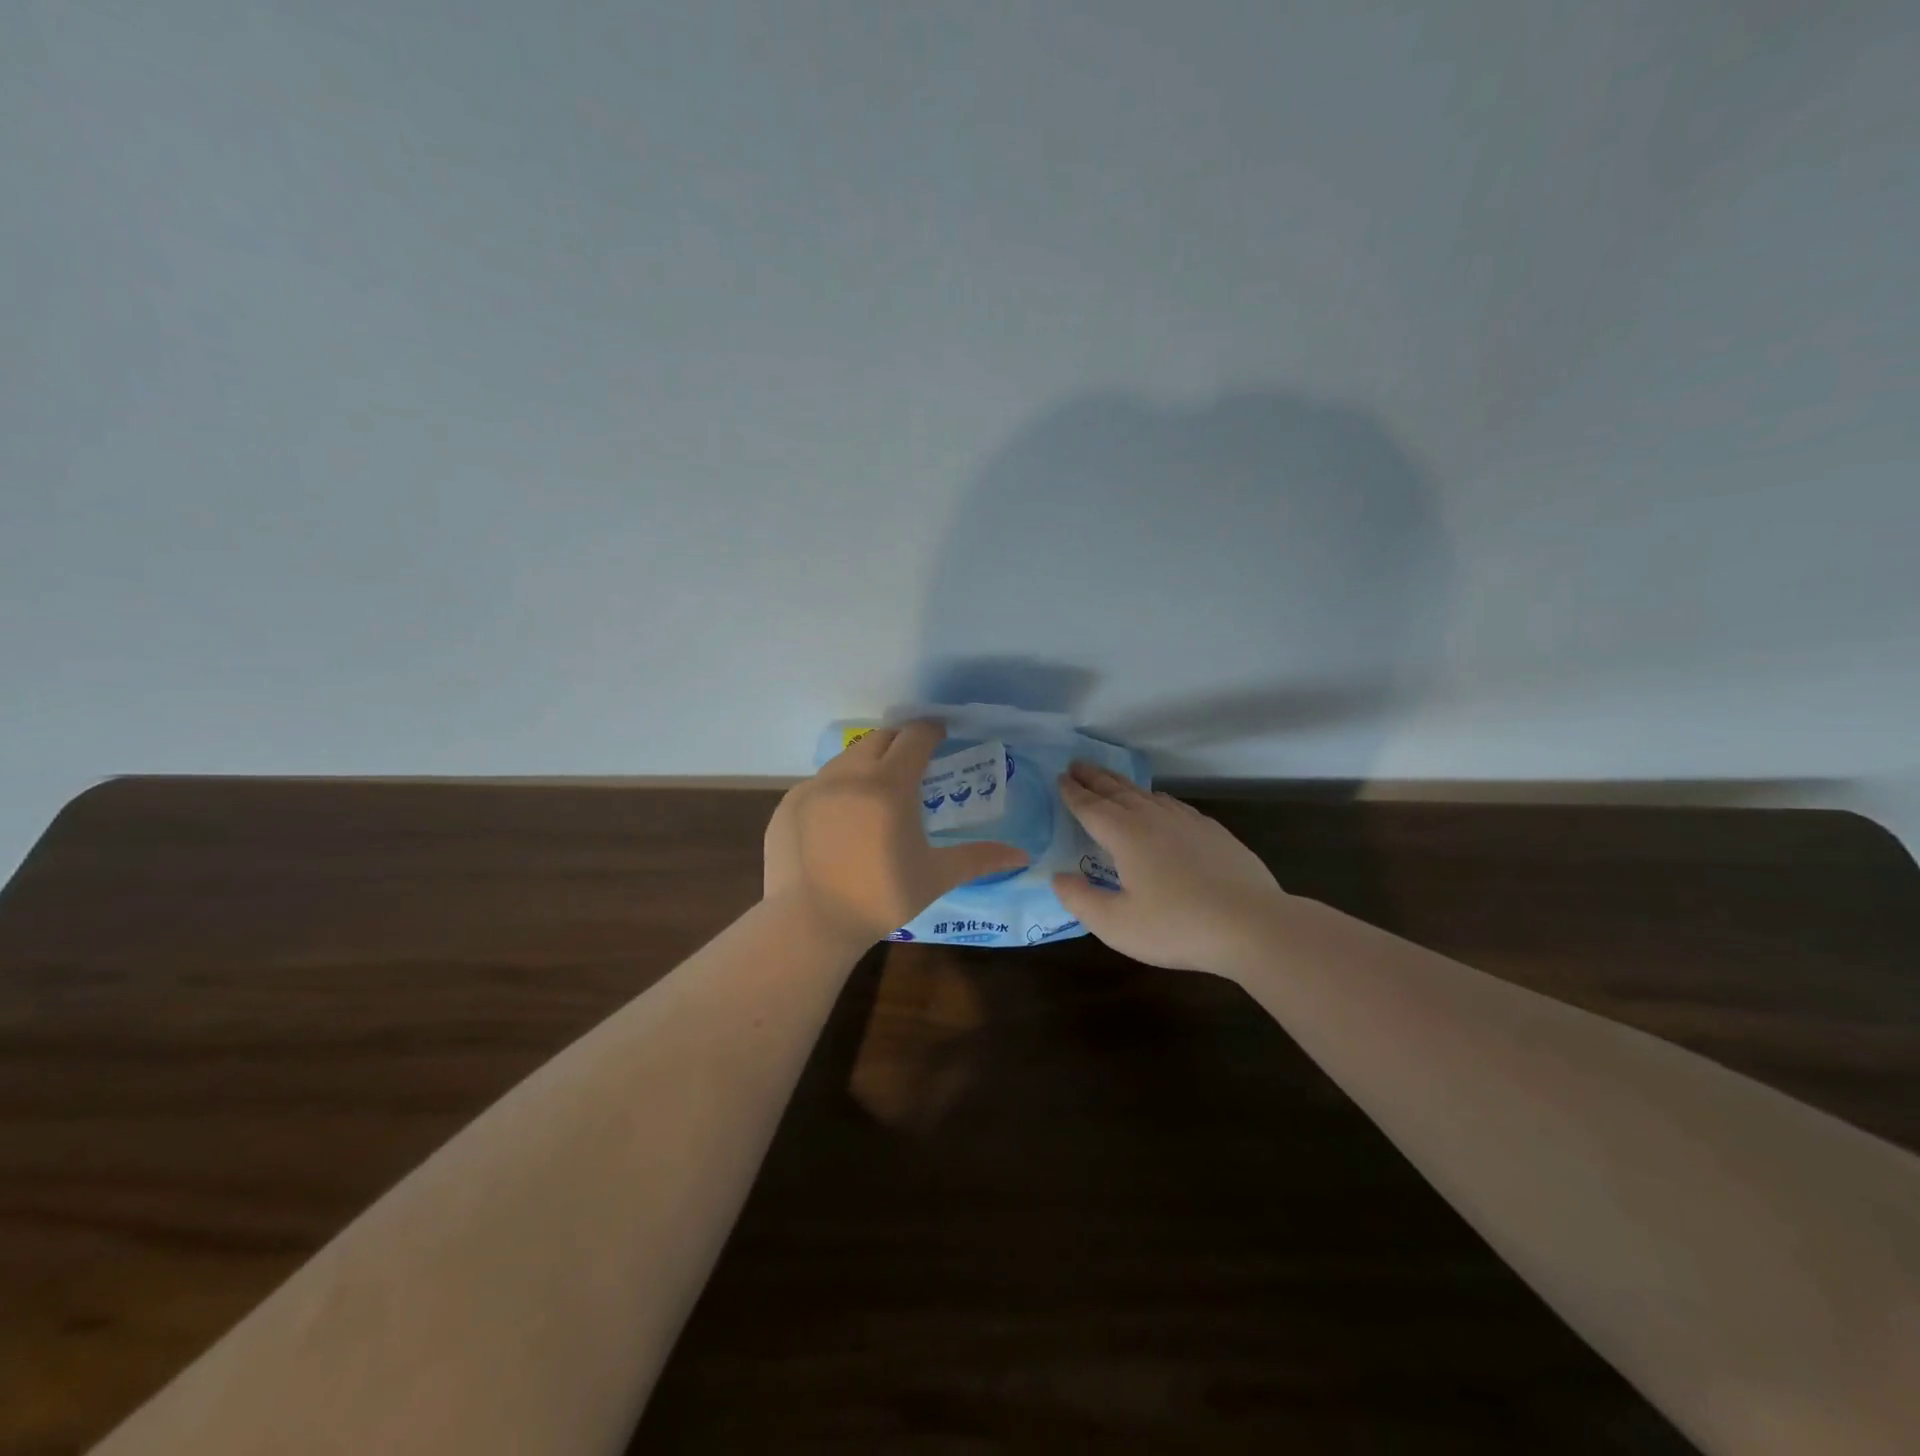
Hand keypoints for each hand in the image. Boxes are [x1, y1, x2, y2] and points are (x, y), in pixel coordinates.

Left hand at [764, 722, 1029, 942]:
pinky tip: (840, 818)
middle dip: (900, 742)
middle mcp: (850, 774)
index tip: (942, 735)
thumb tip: (1022, 855)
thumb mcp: (935, 876)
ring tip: (877, 789)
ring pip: (846, 758)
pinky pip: (818, 783)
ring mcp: (814, 787)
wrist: (809, 923)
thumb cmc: (880, 897)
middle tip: (913, 762)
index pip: (915, 737)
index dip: (932, 731)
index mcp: (890, 783)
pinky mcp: (788, 805)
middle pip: (880, 738)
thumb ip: (978, 858)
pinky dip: (836, 788)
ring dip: (867, 762)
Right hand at [1051, 762, 1288, 974]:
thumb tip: (1057, 877)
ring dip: (1121, 784)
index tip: (1059, 778)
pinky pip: (1172, 804)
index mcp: (1125, 835)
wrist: (1252, 924)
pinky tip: (1158, 802)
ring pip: (1145, 794)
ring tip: (1109, 779)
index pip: (1091, 807)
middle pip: (1116, 791)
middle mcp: (1152, 818)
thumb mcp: (1116, 924)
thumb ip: (1080, 900)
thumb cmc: (1176, 926)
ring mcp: (1186, 821)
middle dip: (1093, 778)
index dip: (1073, 793)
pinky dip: (1154, 797)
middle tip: (1075, 765)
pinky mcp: (1212, 831)